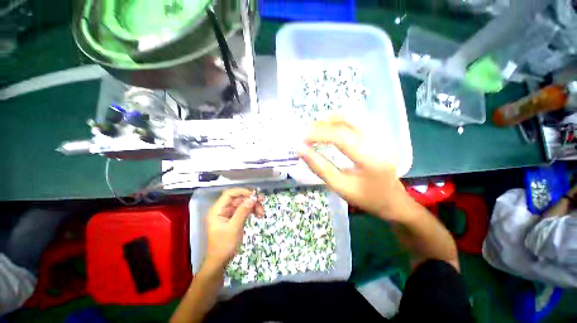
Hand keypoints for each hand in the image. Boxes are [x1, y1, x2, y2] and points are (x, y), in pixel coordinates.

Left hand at [204, 188, 263, 269]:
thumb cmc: (224, 245)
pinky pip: (244, 210)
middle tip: (262, 201)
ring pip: (243, 204)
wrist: (220, 262)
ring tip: (262, 212)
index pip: (229, 194)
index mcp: (217, 210)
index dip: (242, 191)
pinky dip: (251, 211)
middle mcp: (222, 209)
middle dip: (250, 199)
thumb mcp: (234, 228)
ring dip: (253, 206)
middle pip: (238, 198)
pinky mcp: (234, 218)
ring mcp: (228, 214)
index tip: (254, 194)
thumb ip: (243, 212)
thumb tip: (252, 198)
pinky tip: (258, 215)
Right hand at [297, 115, 409, 220]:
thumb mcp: (339, 186)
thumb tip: (300, 149)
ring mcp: (384, 136)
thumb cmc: (365, 197)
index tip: (301, 137)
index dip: (318, 134)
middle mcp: (380, 142)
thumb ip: (318, 167)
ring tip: (318, 128)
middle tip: (308, 130)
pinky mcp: (383, 135)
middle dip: (325, 122)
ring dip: (333, 119)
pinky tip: (335, 128)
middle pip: (349, 118)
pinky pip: (361, 118)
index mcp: (370, 159)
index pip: (340, 137)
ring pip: (356, 115)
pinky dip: (344, 120)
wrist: (392, 200)